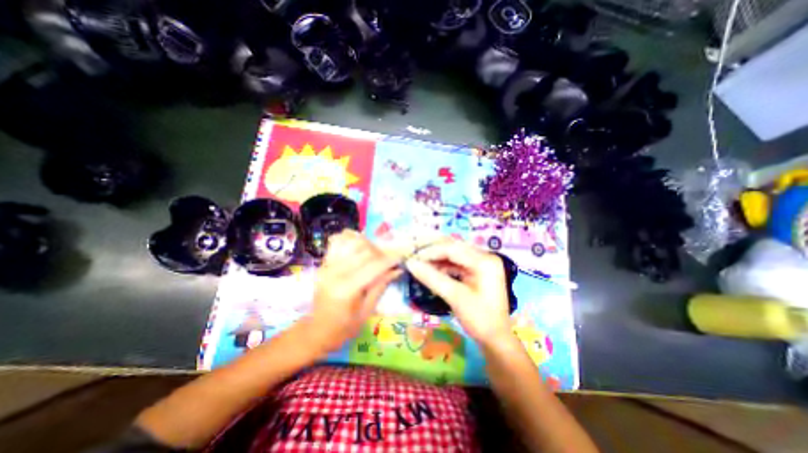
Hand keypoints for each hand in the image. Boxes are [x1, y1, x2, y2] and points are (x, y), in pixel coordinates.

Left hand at [301, 230, 401, 353]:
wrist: (317, 331)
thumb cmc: (344, 328)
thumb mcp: (367, 312)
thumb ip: (380, 287)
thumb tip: (397, 270)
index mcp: (346, 289)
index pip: (373, 267)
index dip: (390, 260)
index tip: (401, 256)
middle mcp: (335, 272)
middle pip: (364, 251)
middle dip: (380, 252)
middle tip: (388, 259)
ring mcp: (327, 266)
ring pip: (351, 242)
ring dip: (367, 244)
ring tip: (374, 253)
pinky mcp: (323, 263)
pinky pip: (337, 242)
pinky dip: (349, 238)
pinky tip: (358, 244)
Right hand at [408, 243, 513, 344]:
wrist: (496, 338)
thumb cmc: (479, 319)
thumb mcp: (454, 297)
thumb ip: (432, 278)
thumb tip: (410, 264)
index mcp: (484, 261)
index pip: (453, 249)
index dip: (431, 252)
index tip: (413, 259)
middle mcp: (485, 257)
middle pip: (454, 249)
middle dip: (433, 254)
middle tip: (415, 260)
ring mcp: (483, 263)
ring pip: (455, 255)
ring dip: (438, 260)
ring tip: (422, 267)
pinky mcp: (479, 270)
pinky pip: (458, 263)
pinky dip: (445, 266)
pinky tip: (433, 271)